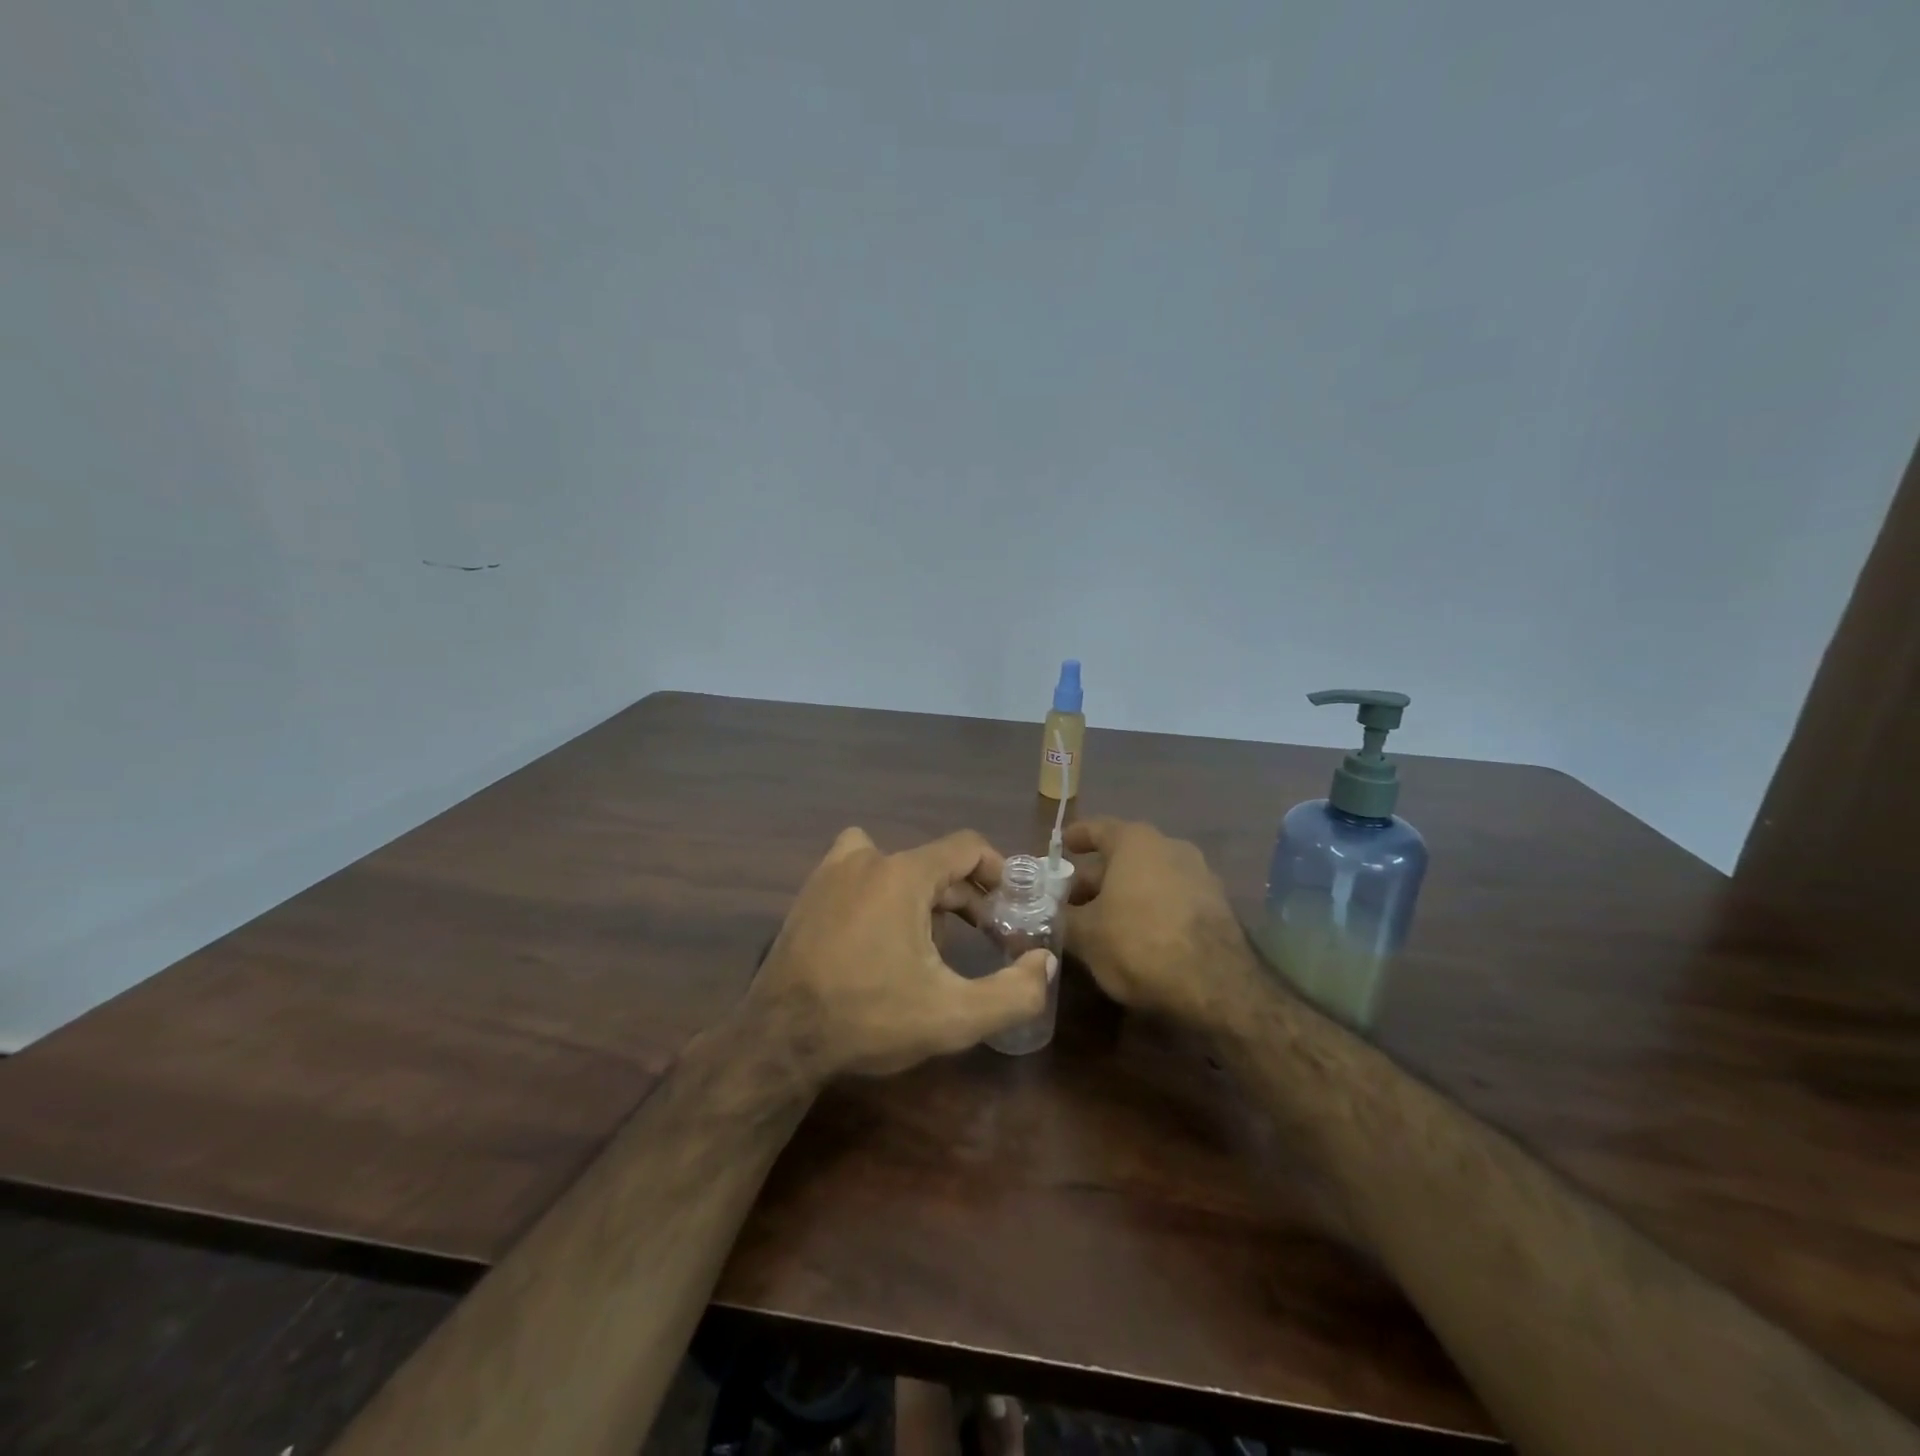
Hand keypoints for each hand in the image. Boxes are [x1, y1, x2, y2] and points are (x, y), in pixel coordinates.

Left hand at [748, 828, 1055, 1080]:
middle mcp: (867, 858)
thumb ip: (1013, 992)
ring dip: (922, 894)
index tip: (1010, 904)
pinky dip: (882, 892)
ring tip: (931, 941)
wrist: (780, 1038)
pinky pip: (861, 874)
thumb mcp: (952, 1017)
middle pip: (933, 861)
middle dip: (964, 896)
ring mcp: (832, 872)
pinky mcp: (810, 892)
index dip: (997, 870)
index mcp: (903, 874)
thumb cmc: (868, 1019)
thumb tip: (1044, 963)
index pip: (966, 846)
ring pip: (896, 867)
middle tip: (982, 936)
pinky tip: (882, 937)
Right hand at [1063, 818, 1261, 1030]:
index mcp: (1136, 842)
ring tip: (1100, 921)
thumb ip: (1063, 918)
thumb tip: (1048, 914)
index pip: (1097, 828)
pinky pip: (1171, 898)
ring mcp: (1199, 875)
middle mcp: (1170, 847)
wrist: (1216, 986)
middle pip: (1123, 856)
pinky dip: (1149, 909)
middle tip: (1070, 901)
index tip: (1061, 847)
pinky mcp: (1217, 906)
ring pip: (1148, 878)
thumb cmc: (1139, 943)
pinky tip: (1135, 936)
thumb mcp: (1086, 935)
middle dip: (1095, 878)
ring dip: (1123, 894)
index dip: (1076, 837)